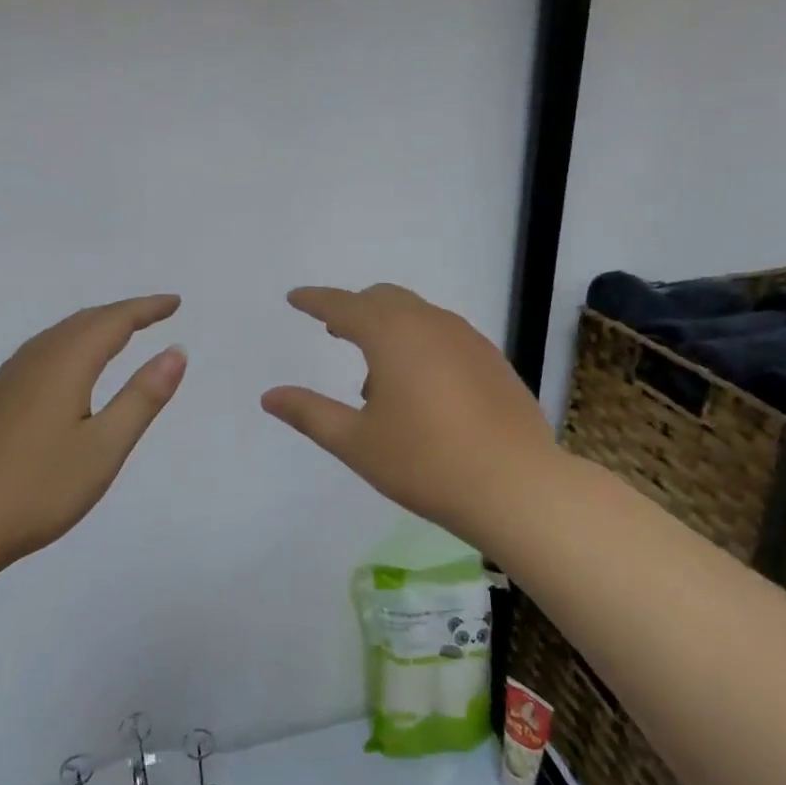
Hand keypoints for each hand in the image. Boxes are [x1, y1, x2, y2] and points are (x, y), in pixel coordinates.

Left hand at [0, 295, 186, 577]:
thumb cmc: (37, 488)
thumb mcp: (104, 447)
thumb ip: (142, 397)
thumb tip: (176, 351)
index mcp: (65, 364)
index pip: (113, 321)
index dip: (146, 309)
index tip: (175, 302)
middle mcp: (34, 359)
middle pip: (84, 322)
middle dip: (123, 313)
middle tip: (155, 314)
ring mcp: (8, 379)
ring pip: (59, 335)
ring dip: (95, 327)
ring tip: (121, 334)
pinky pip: (43, 352)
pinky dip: (72, 345)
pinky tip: (72, 369)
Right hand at [261, 284, 558, 548]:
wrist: (516, 486)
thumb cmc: (426, 463)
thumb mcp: (356, 442)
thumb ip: (309, 413)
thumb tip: (269, 396)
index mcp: (393, 335)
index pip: (344, 305)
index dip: (315, 300)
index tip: (294, 298)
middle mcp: (431, 324)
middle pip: (384, 299)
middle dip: (354, 309)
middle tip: (333, 330)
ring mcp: (468, 340)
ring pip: (418, 316)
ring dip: (389, 329)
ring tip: (375, 378)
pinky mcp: (493, 361)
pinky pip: (444, 335)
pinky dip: (419, 344)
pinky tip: (421, 390)